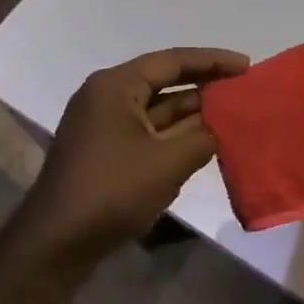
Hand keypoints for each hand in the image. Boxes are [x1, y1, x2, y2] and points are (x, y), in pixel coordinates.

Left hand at [16, 47, 249, 268]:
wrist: (57, 242)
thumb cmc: (112, 190)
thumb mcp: (168, 162)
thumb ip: (203, 138)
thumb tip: (221, 129)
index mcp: (116, 86)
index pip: (172, 61)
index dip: (212, 61)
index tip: (246, 66)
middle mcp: (107, 98)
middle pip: (164, 82)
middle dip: (205, 87)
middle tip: (244, 90)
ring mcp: (104, 126)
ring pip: (158, 110)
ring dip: (193, 113)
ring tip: (234, 114)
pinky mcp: (106, 151)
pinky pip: (148, 132)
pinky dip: (176, 134)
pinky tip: (206, 140)